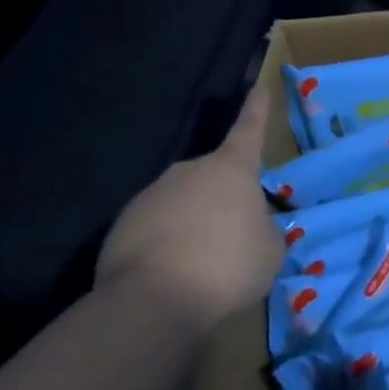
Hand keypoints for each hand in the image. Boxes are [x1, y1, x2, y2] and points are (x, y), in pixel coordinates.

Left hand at [96, 82, 284, 334]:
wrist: (152, 302)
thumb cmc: (227, 264)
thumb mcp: (269, 248)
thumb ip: (263, 229)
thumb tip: (250, 228)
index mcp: (231, 168)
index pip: (249, 130)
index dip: (257, 110)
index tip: (258, 87)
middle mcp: (188, 171)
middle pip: (212, 178)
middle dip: (221, 199)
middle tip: (232, 235)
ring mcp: (150, 197)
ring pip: (181, 205)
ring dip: (192, 225)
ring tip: (201, 265)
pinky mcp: (119, 228)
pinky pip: (153, 230)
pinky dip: (165, 246)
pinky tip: (172, 276)